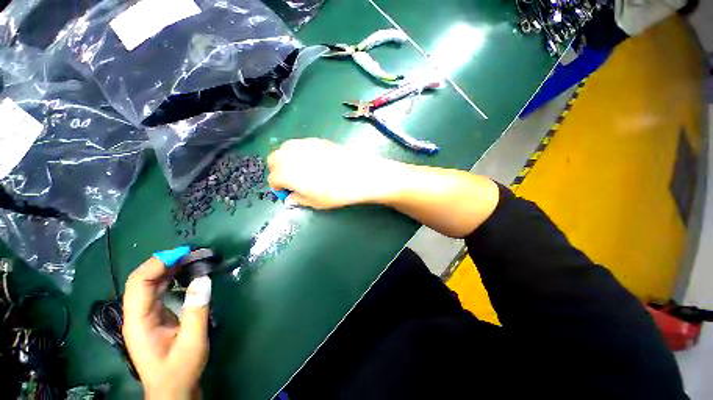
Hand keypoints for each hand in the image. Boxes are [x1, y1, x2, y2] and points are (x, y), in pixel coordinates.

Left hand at [123, 257, 210, 399]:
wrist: (173, 390)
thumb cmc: (180, 370)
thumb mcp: (192, 342)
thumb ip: (197, 310)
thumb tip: (203, 278)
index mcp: (139, 321)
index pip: (139, 283)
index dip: (157, 264)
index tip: (183, 253)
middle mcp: (137, 315)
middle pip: (142, 280)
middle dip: (164, 262)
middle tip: (191, 253)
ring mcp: (144, 316)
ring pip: (150, 284)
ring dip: (168, 269)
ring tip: (191, 259)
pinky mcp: (154, 317)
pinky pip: (159, 291)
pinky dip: (171, 279)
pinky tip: (186, 275)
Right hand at [267, 138, 397, 208]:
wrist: (360, 174)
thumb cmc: (336, 193)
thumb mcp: (315, 202)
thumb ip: (298, 199)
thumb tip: (290, 199)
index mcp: (286, 173)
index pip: (273, 179)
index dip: (278, 188)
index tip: (288, 193)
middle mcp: (291, 155)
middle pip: (274, 160)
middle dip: (278, 170)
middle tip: (292, 180)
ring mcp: (304, 144)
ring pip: (286, 149)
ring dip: (287, 159)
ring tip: (302, 170)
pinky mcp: (317, 140)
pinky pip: (301, 144)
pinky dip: (301, 152)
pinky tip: (314, 161)